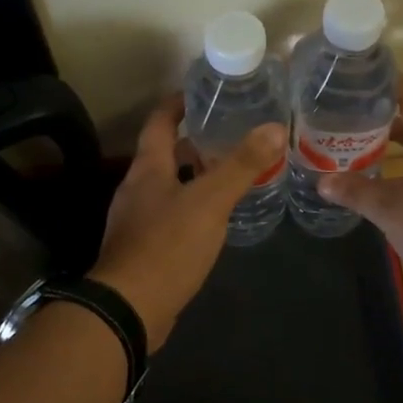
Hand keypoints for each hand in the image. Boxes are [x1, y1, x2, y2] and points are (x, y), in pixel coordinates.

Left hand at [89, 94, 286, 346]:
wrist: (127, 309)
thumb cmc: (167, 246)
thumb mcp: (210, 202)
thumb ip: (242, 165)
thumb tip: (275, 127)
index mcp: (148, 168)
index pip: (160, 121)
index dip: (178, 103)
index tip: (202, 93)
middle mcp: (136, 189)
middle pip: (164, 154)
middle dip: (193, 143)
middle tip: (229, 136)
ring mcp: (136, 220)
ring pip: (167, 186)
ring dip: (193, 177)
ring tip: (228, 175)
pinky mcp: (142, 249)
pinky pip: (168, 216)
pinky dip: (190, 207)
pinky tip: (213, 219)